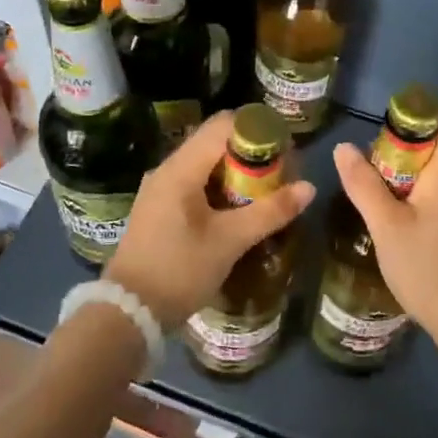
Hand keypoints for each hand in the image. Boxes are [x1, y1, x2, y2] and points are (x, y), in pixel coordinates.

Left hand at [105, 110, 315, 330]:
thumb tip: (309, 188)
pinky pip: (194, 182)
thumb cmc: (180, 270)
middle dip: (250, 153)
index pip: (223, 125)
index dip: (257, 130)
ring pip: (205, 163)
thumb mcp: (230, 242)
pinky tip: (238, 210)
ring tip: (265, 193)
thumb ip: (270, 212)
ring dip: (236, 172)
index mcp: (181, 168)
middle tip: (280, 174)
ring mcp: (160, 188)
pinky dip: (219, 187)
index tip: (284, 150)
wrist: (128, 313)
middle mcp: (167, 169)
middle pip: (215, 141)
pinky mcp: (159, 208)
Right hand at [332, 105, 437, 356]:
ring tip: (372, 186)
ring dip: (405, 169)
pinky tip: (391, 215)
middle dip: (403, 141)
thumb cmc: (429, 268)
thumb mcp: (385, 225)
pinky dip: (415, 191)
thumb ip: (363, 184)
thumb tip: (343, 147)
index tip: (389, 120)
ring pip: (436, 168)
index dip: (425, 108)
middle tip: (367, 161)